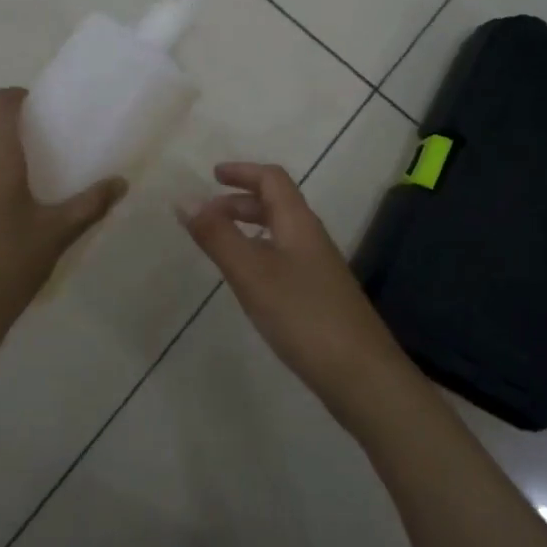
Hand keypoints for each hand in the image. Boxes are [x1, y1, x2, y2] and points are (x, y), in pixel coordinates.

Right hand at [180, 162, 415, 425]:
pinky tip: (248, 283)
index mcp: (298, 222)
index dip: (243, 171)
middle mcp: (311, 238)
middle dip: (240, 201)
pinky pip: (284, 259)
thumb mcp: (252, 272)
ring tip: (220, 245)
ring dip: (249, 228)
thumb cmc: (303, 315)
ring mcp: (319, 268)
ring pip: (280, 233)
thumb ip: (218, 236)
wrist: (361, 374)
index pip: (272, 179)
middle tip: (207, 214)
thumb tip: (185, 199)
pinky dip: (259, 255)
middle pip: (276, 204)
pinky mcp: (320, 297)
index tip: (212, 175)